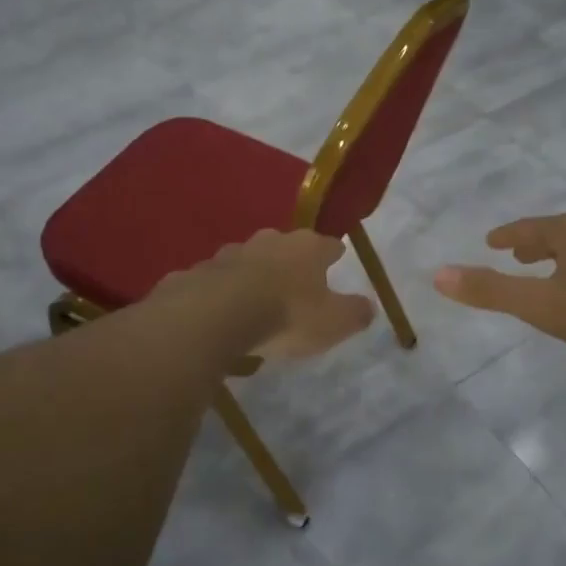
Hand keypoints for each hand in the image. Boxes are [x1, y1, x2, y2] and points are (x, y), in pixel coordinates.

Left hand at [168, 230, 375, 360]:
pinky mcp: (197, 272)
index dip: (334, 254)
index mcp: (306, 248)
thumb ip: (355, 314)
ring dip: (253, 275)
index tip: (338, 260)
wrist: (214, 316)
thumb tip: (369, 306)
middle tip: (295, 284)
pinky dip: (220, 293)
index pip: (329, 245)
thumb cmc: (285, 315)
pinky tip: (220, 313)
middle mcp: (269, 241)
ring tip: (255, 301)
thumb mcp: (333, 323)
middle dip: (291, 262)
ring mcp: (229, 253)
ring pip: (248, 260)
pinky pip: (215, 281)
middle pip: (286, 247)